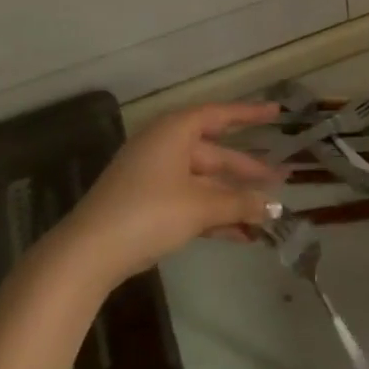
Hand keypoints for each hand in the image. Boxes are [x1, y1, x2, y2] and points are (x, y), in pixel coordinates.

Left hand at [61, 102, 281, 286]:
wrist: (88, 254)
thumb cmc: (149, 213)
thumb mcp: (201, 207)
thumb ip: (240, 203)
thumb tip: (272, 207)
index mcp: (175, 132)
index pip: (220, 115)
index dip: (249, 114)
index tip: (277, 114)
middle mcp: (165, 147)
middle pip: (215, 154)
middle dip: (247, 171)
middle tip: (281, 180)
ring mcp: (154, 176)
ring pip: (205, 182)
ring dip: (233, 199)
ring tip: (265, 215)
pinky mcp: (147, 204)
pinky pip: (190, 201)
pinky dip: (213, 214)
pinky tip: (240, 235)